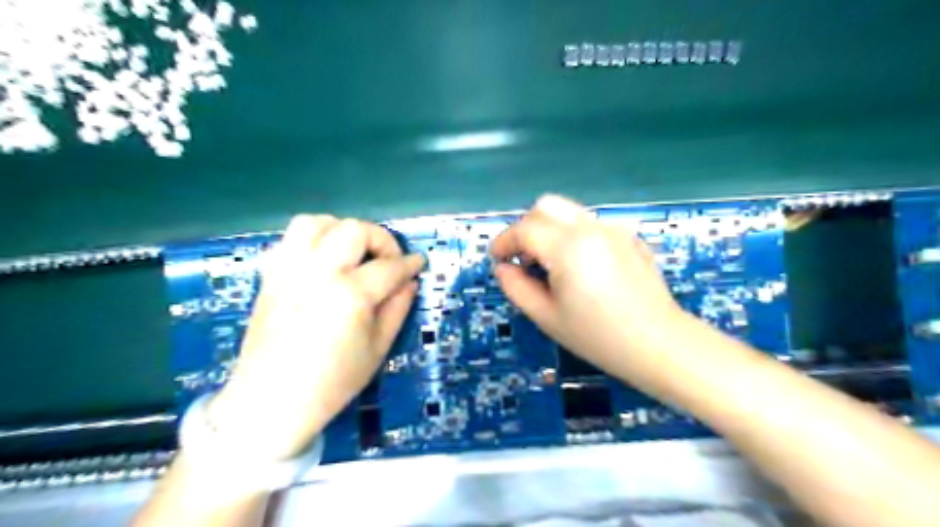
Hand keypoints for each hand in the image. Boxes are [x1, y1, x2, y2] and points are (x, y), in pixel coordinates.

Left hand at [210, 213, 425, 460]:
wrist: (271, 402)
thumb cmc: (332, 382)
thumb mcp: (378, 349)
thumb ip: (398, 309)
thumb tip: (410, 281)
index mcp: (350, 295)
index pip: (389, 267)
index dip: (410, 263)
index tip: (419, 263)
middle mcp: (318, 273)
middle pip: (354, 230)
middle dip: (380, 239)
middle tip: (388, 261)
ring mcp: (290, 270)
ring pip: (317, 223)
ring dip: (342, 231)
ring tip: (353, 253)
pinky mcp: (271, 276)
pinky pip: (290, 239)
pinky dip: (313, 240)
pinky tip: (324, 260)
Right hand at [493, 196, 688, 384]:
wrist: (659, 344)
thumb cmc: (598, 337)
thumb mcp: (547, 317)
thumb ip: (516, 288)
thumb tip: (504, 269)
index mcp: (568, 247)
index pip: (525, 228)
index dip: (504, 241)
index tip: (497, 260)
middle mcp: (591, 228)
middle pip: (546, 206)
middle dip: (526, 227)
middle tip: (523, 258)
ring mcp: (614, 230)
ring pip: (569, 212)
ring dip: (549, 229)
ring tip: (550, 264)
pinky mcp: (629, 238)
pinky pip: (591, 225)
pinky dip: (573, 235)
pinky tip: (581, 267)